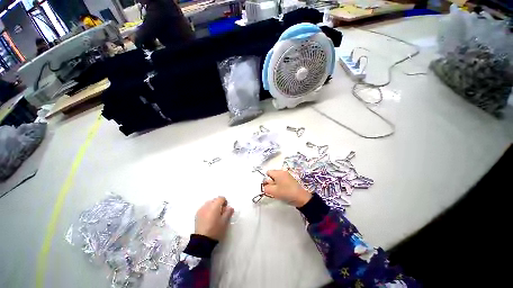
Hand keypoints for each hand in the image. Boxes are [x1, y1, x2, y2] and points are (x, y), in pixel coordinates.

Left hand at [195, 196, 233, 240]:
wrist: (202, 240)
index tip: (226, 209)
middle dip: (219, 204)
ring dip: (213, 206)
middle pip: (215, 200)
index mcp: (215, 205)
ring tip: (214, 216)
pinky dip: (207, 210)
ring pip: (209, 203)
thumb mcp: (224, 222)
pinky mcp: (197, 214)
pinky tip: (208, 218)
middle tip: (221, 213)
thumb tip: (230, 208)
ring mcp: (201, 209)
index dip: (225, 202)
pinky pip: (204, 208)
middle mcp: (207, 205)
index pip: (221, 198)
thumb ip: (228, 212)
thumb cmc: (215, 230)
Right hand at [263, 170, 311, 207]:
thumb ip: (266, 188)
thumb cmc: (287, 193)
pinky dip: (282, 184)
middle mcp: (283, 171)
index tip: (269, 187)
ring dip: (277, 184)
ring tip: (280, 192)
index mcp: (278, 173)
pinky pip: (284, 180)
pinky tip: (285, 191)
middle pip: (273, 175)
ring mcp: (288, 175)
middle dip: (272, 182)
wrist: (303, 198)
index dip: (266, 180)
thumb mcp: (273, 192)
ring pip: (278, 178)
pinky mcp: (292, 179)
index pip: (268, 172)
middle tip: (274, 190)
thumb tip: (264, 186)